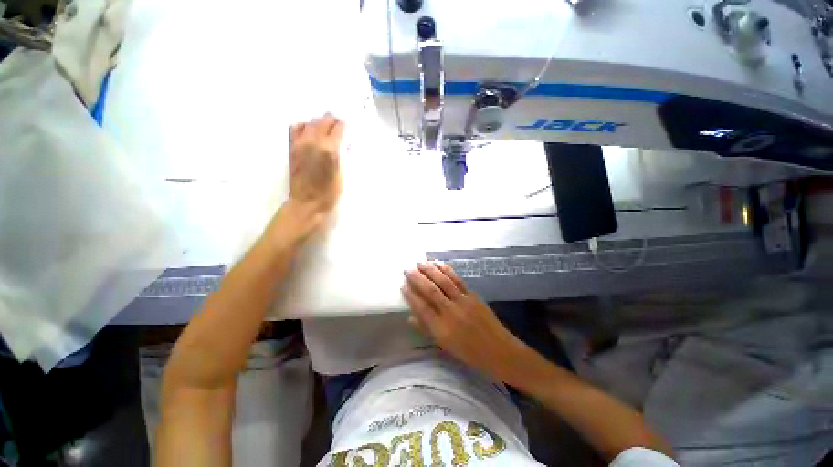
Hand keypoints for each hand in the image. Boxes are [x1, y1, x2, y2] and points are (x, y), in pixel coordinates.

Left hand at [286, 113, 344, 229]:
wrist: (307, 203)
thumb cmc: (331, 193)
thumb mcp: (343, 174)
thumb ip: (344, 155)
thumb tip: (345, 143)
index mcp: (330, 149)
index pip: (339, 127)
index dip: (346, 127)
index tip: (349, 131)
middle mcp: (314, 141)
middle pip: (324, 120)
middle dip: (334, 122)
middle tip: (339, 129)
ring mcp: (300, 143)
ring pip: (310, 122)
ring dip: (320, 124)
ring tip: (326, 131)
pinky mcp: (292, 147)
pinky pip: (296, 128)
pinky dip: (305, 127)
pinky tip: (310, 134)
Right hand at [402, 262, 529, 381]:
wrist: (500, 351)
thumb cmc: (470, 353)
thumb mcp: (445, 346)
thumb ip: (427, 330)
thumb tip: (410, 316)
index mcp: (443, 329)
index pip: (422, 308)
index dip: (411, 296)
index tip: (403, 285)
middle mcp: (452, 313)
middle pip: (431, 291)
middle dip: (418, 278)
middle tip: (407, 269)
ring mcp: (464, 302)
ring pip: (444, 282)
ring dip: (431, 270)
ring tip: (420, 262)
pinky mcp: (473, 295)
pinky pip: (457, 280)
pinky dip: (447, 270)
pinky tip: (439, 264)